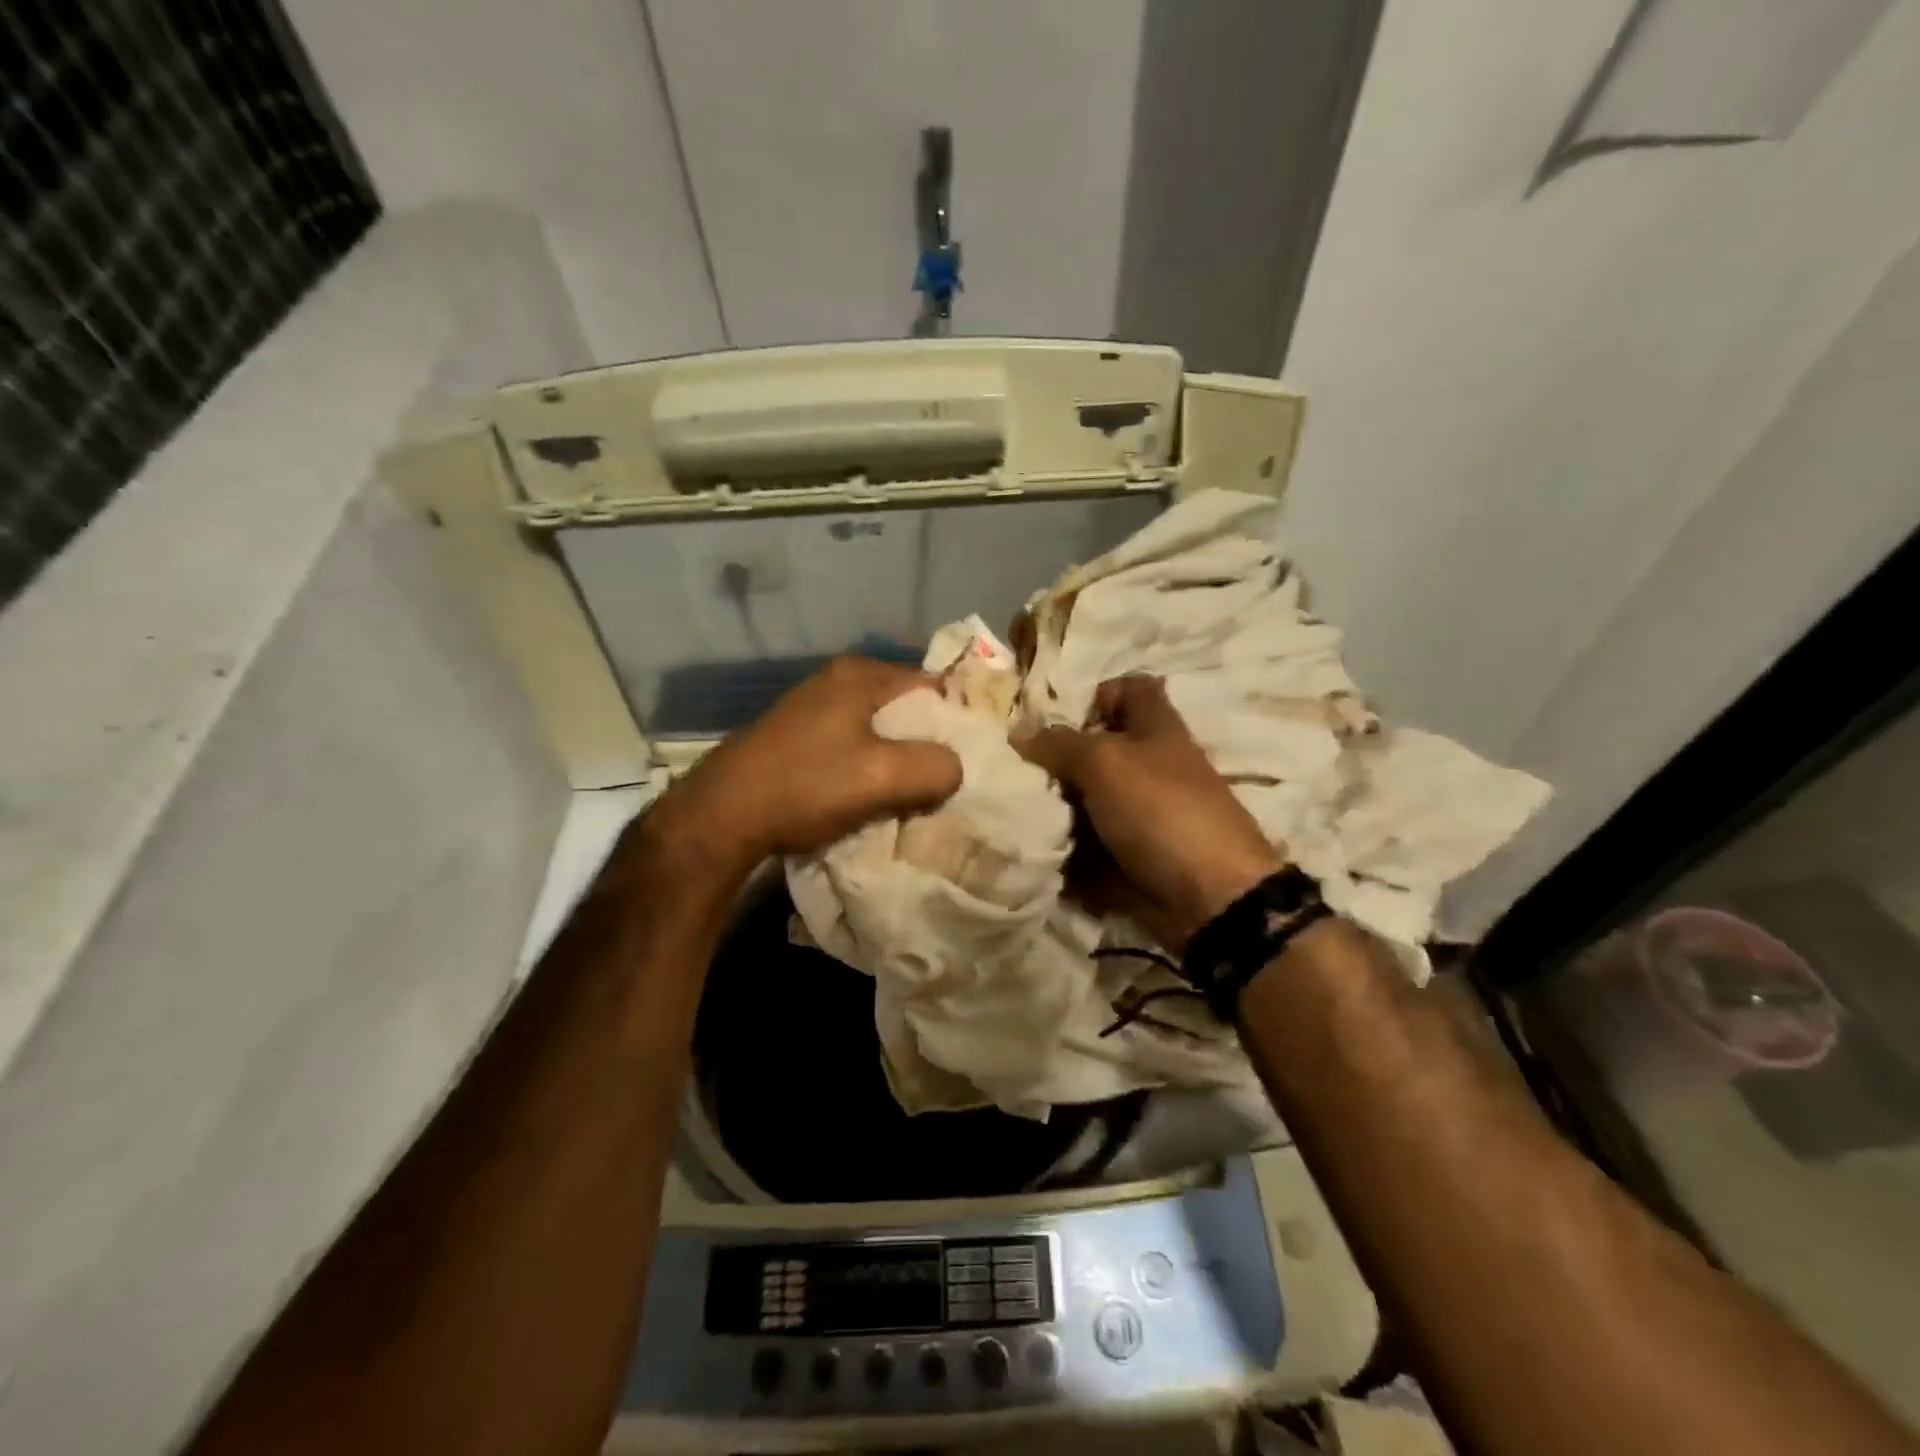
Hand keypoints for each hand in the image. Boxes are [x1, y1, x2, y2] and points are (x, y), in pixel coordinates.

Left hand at [640, 657, 962, 874]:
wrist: (720, 818)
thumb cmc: (806, 786)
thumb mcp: (884, 776)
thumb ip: (937, 767)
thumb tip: (954, 769)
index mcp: (861, 675)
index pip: (934, 687)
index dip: (956, 722)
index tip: (969, 760)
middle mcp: (837, 682)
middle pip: (905, 712)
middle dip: (926, 746)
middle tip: (943, 784)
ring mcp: (813, 710)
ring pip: (879, 733)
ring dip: (896, 764)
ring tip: (911, 798)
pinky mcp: (798, 740)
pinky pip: (852, 749)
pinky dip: (868, 771)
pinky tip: (870, 800)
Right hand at [1017, 675, 1284, 950]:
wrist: (1211, 898)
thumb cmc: (1160, 811)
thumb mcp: (1104, 762)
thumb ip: (1059, 744)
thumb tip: (1019, 734)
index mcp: (1155, 728)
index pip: (1128, 689)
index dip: (1095, 696)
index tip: (1058, 723)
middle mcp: (1150, 767)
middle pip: (1098, 751)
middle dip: (1058, 762)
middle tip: (1020, 776)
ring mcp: (1143, 815)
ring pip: (1088, 801)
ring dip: (1057, 811)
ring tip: (1019, 816)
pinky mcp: (1133, 856)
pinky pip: (1091, 845)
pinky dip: (1068, 851)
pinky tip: (1039, 851)